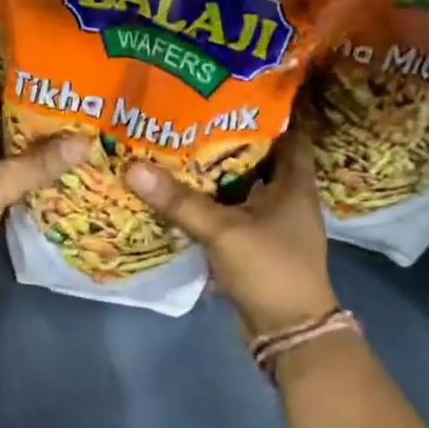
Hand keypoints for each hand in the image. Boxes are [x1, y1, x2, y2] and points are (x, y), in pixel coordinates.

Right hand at [124, 130, 336, 338]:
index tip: (231, 97)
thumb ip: (180, 201)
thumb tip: (133, 167)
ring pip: (244, 190)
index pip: (290, 134)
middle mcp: (289, 199)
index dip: (267, 114)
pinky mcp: (259, 247)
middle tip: (191, 122)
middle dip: (230, 143)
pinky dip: (215, 207)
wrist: (288, 330)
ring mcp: (274, 225)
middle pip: (262, 160)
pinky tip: (184, 199)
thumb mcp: (223, 231)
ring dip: (219, 177)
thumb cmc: (269, 269)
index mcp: (295, 184)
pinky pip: (234, 216)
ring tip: (180, 153)